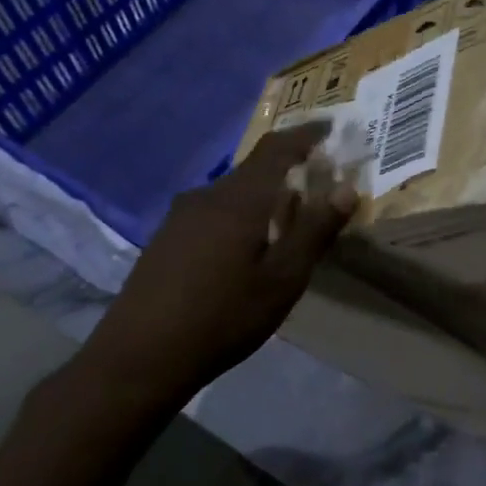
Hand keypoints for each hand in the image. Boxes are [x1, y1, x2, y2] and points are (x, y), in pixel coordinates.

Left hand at [74, 124, 355, 409]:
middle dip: (289, 168)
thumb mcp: (283, 279)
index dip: (305, 134)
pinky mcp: (167, 239)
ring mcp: (180, 217)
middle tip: (318, 182)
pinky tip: (247, 245)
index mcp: (240, 199)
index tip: (330, 128)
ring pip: (233, 192)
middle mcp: (208, 196)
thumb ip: (315, 231)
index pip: (277, 149)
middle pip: (254, 169)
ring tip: (288, 218)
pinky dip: (241, 213)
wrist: (138, 358)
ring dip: (264, 195)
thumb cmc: (223, 317)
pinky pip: (214, 211)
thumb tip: (347, 188)